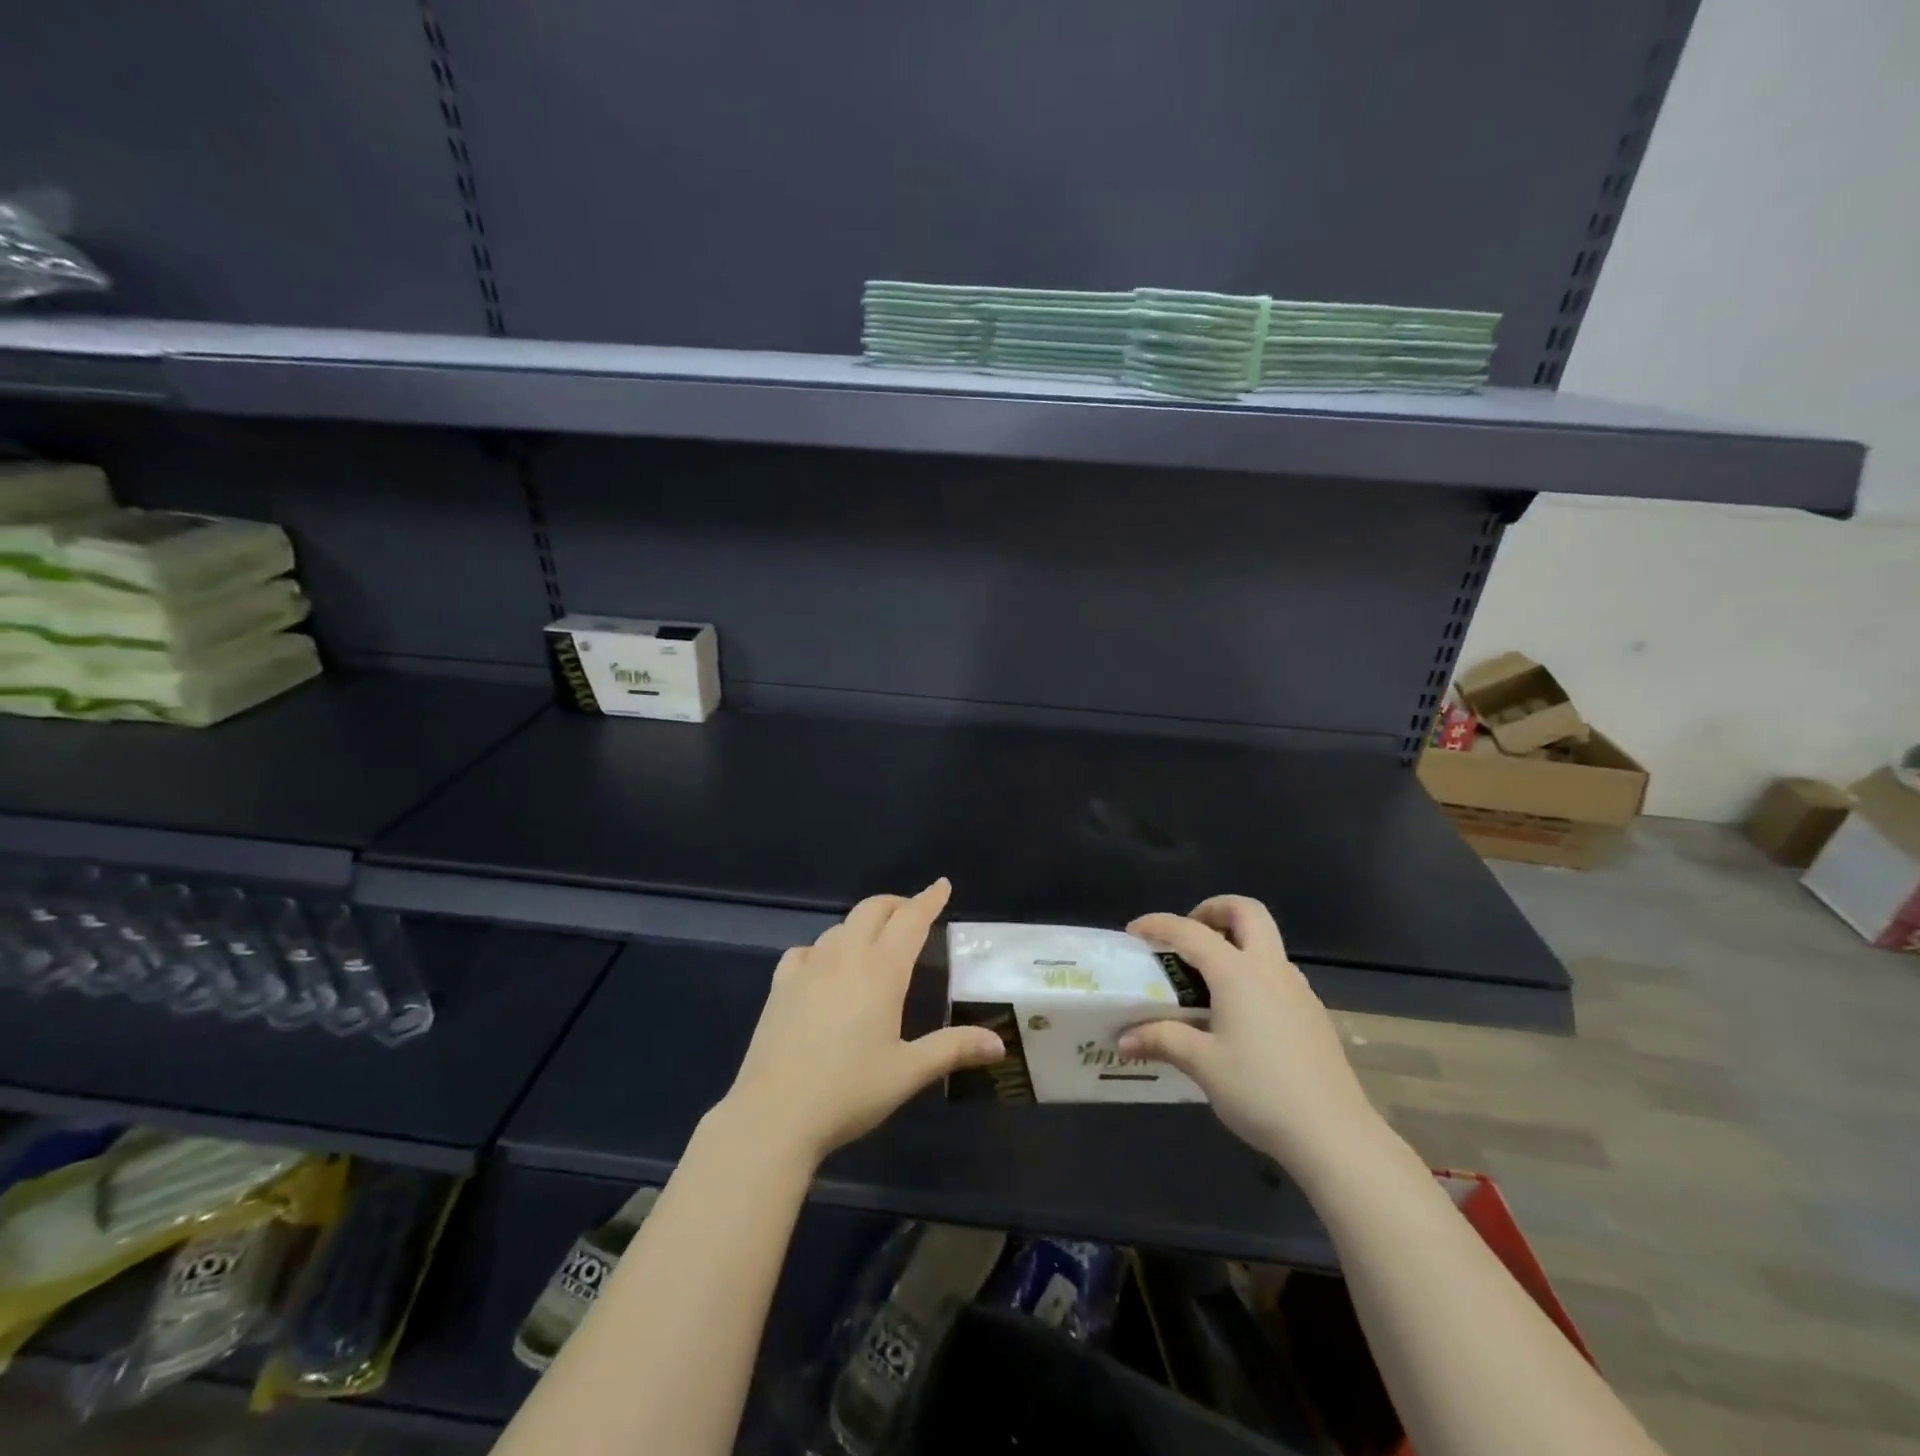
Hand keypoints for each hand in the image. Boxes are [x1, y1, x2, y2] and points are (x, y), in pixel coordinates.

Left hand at [722, 879, 1005, 1166]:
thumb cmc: (849, 1091)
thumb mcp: (908, 1072)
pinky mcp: (781, 985)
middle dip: (897, 905)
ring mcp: (808, 968)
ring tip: (874, 944)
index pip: (911, 920)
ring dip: (862, 925)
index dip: (929, 900)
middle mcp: (845, 957)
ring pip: (840, 927)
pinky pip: (805, 950)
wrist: (774, 1114)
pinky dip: (823, 949)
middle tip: (913, 915)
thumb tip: (999, 1043)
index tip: (942, 885)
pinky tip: (823, 967)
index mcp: (881, 971)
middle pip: (873, 910)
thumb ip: (953, 1049)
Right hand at [1119, 896, 1386, 1179]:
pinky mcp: (1313, 1013)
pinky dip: (1251, 973)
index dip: (1158, 925)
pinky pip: (1276, 973)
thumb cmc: (1261, 1091)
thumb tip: (1123, 1040)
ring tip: (1206, 980)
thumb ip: (1162, 1041)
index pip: (1190, 931)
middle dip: (1213, 910)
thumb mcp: (1202, 1065)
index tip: (1133, 932)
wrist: (1335, 1135)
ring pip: (1266, 942)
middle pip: (1246, 911)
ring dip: (1235, 942)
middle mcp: (1270, 969)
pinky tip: (1238, 1015)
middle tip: (1188, 935)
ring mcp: (1298, 989)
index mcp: (1238, 973)